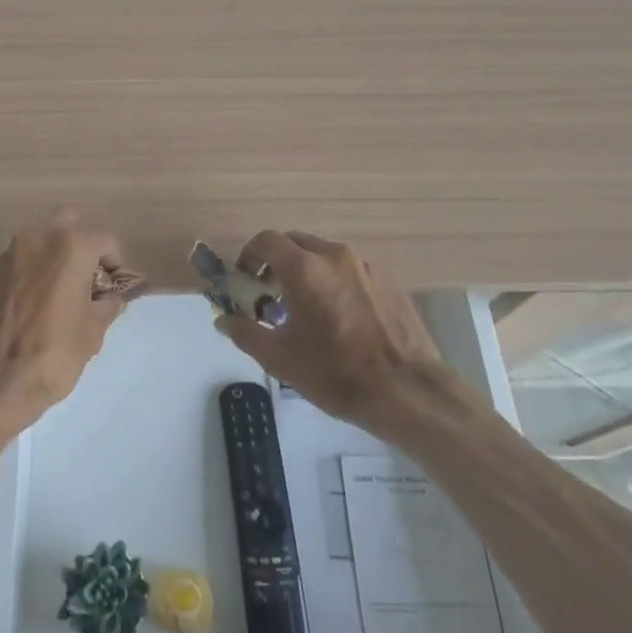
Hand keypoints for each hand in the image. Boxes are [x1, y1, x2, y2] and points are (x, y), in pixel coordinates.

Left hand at [0, 212, 132, 446]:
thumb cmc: (53, 353)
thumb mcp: (93, 331)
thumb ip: (107, 305)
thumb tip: (111, 297)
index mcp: (70, 246)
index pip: (105, 241)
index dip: (115, 265)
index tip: (114, 289)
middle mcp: (38, 238)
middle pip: (69, 223)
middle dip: (83, 244)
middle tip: (89, 277)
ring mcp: (9, 253)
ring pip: (41, 240)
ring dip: (55, 256)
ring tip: (62, 292)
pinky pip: (21, 261)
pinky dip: (33, 271)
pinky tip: (36, 303)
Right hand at [214, 230, 447, 439]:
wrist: (408, 392)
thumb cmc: (336, 374)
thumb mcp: (280, 359)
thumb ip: (245, 333)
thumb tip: (223, 320)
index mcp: (304, 268)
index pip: (267, 240)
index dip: (250, 255)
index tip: (246, 279)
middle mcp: (334, 256)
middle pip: (296, 242)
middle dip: (278, 261)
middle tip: (271, 293)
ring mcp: (366, 266)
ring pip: (324, 255)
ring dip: (307, 270)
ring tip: (306, 307)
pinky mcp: (388, 281)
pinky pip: (350, 270)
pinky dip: (334, 281)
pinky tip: (339, 316)